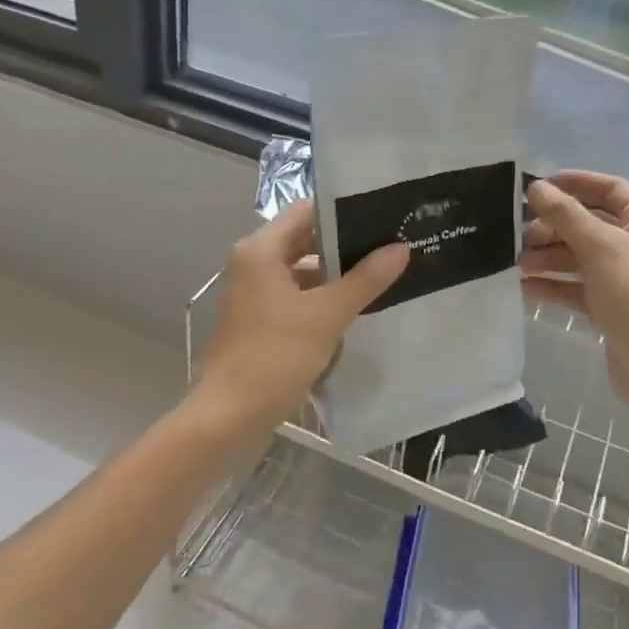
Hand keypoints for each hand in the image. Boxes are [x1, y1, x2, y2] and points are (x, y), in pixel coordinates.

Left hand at [189, 200, 408, 438]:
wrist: (228, 418)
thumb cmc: (274, 356)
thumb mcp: (327, 314)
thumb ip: (365, 279)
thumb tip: (400, 248)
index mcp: (260, 250)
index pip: (306, 211)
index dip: (343, 210)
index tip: (381, 213)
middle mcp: (252, 264)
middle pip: (304, 241)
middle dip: (345, 244)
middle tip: (390, 243)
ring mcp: (253, 295)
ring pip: (301, 272)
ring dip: (336, 275)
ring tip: (382, 274)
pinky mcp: (259, 322)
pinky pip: (296, 298)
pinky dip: (322, 300)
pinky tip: (356, 309)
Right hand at [520, 171, 628, 436]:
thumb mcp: (600, 248)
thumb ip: (565, 215)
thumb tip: (536, 187)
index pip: (607, 188)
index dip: (573, 182)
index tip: (535, 186)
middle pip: (588, 223)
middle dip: (554, 226)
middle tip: (520, 235)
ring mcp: (624, 278)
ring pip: (579, 256)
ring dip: (549, 256)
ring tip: (518, 264)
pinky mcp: (611, 308)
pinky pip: (577, 288)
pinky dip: (554, 285)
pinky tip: (526, 288)